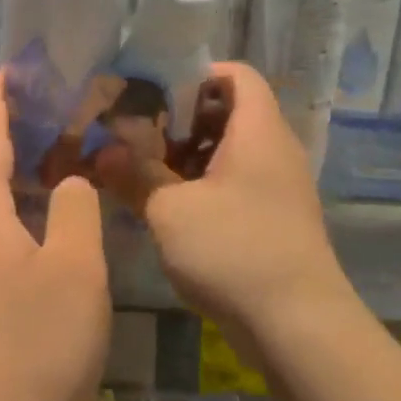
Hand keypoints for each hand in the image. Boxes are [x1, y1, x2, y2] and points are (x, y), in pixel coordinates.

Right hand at [95, 62, 348, 339]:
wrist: (298, 325)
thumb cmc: (233, 250)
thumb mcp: (170, 210)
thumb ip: (134, 174)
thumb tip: (102, 152)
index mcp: (258, 131)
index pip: (236, 75)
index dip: (195, 74)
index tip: (152, 93)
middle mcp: (275, 150)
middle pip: (229, 113)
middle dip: (181, 120)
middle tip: (137, 134)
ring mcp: (279, 187)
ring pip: (230, 152)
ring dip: (188, 157)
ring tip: (145, 172)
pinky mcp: (276, 219)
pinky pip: (237, 184)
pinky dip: (204, 186)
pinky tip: (171, 208)